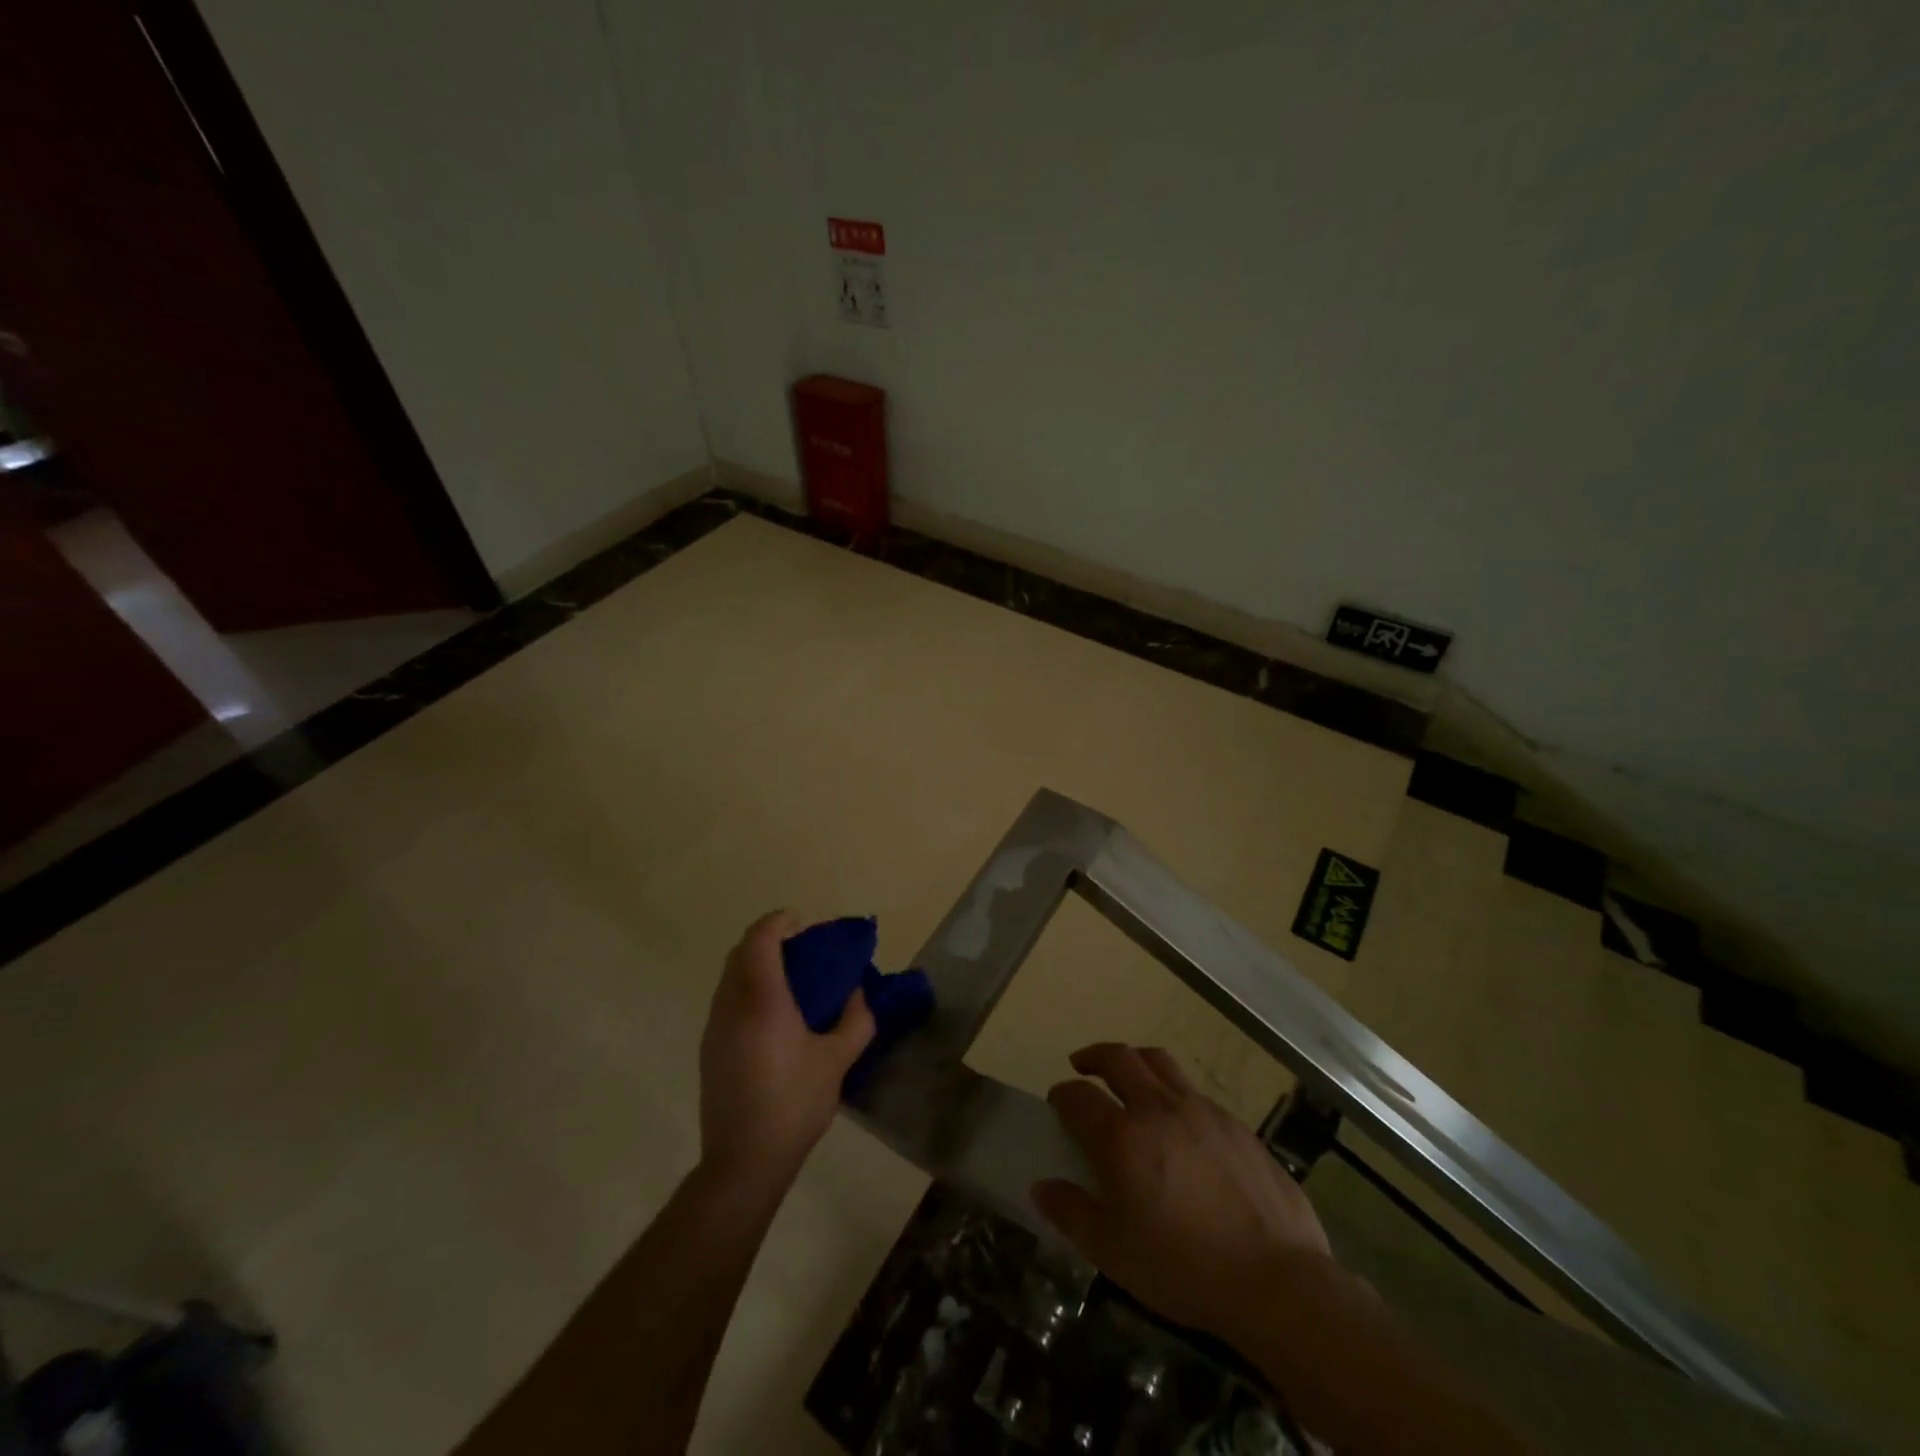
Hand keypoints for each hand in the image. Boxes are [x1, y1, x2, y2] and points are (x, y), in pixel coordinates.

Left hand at [698, 910, 875, 1198]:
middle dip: (768, 940)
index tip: (802, 923)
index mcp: (763, 1000)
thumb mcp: (838, 1060)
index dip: (779, 921)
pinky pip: (726, 1000)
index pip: (760, 939)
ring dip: (755, 964)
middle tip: (800, 950)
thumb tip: (857, 994)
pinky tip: (772, 1016)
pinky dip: (746, 989)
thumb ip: (855, 1020)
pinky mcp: (709, 1049)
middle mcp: (732, 1005)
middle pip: (740, 952)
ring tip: (789, 981)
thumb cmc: (794, 1104)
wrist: (743, 1161)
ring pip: (730, 976)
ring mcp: (715, 1027)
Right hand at [1032, 1043, 1334, 1342]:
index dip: (1062, 1095)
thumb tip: (1041, 1187)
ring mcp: (1201, 1109)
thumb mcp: (1113, 1253)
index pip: (1078, 1096)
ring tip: (1128, 1074)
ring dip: (1134, 1060)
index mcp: (1122, 1136)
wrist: (1277, 1280)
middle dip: (1093, 1056)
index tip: (1057, 1103)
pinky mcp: (1235, 1123)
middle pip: (1119, 1058)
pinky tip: (1179, 1122)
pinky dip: (1173, 1091)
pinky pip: (1194, 1090)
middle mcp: (1157, 1108)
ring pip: (1159, 1061)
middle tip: (1082, 1065)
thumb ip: (1072, 1213)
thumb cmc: (1184, 1268)